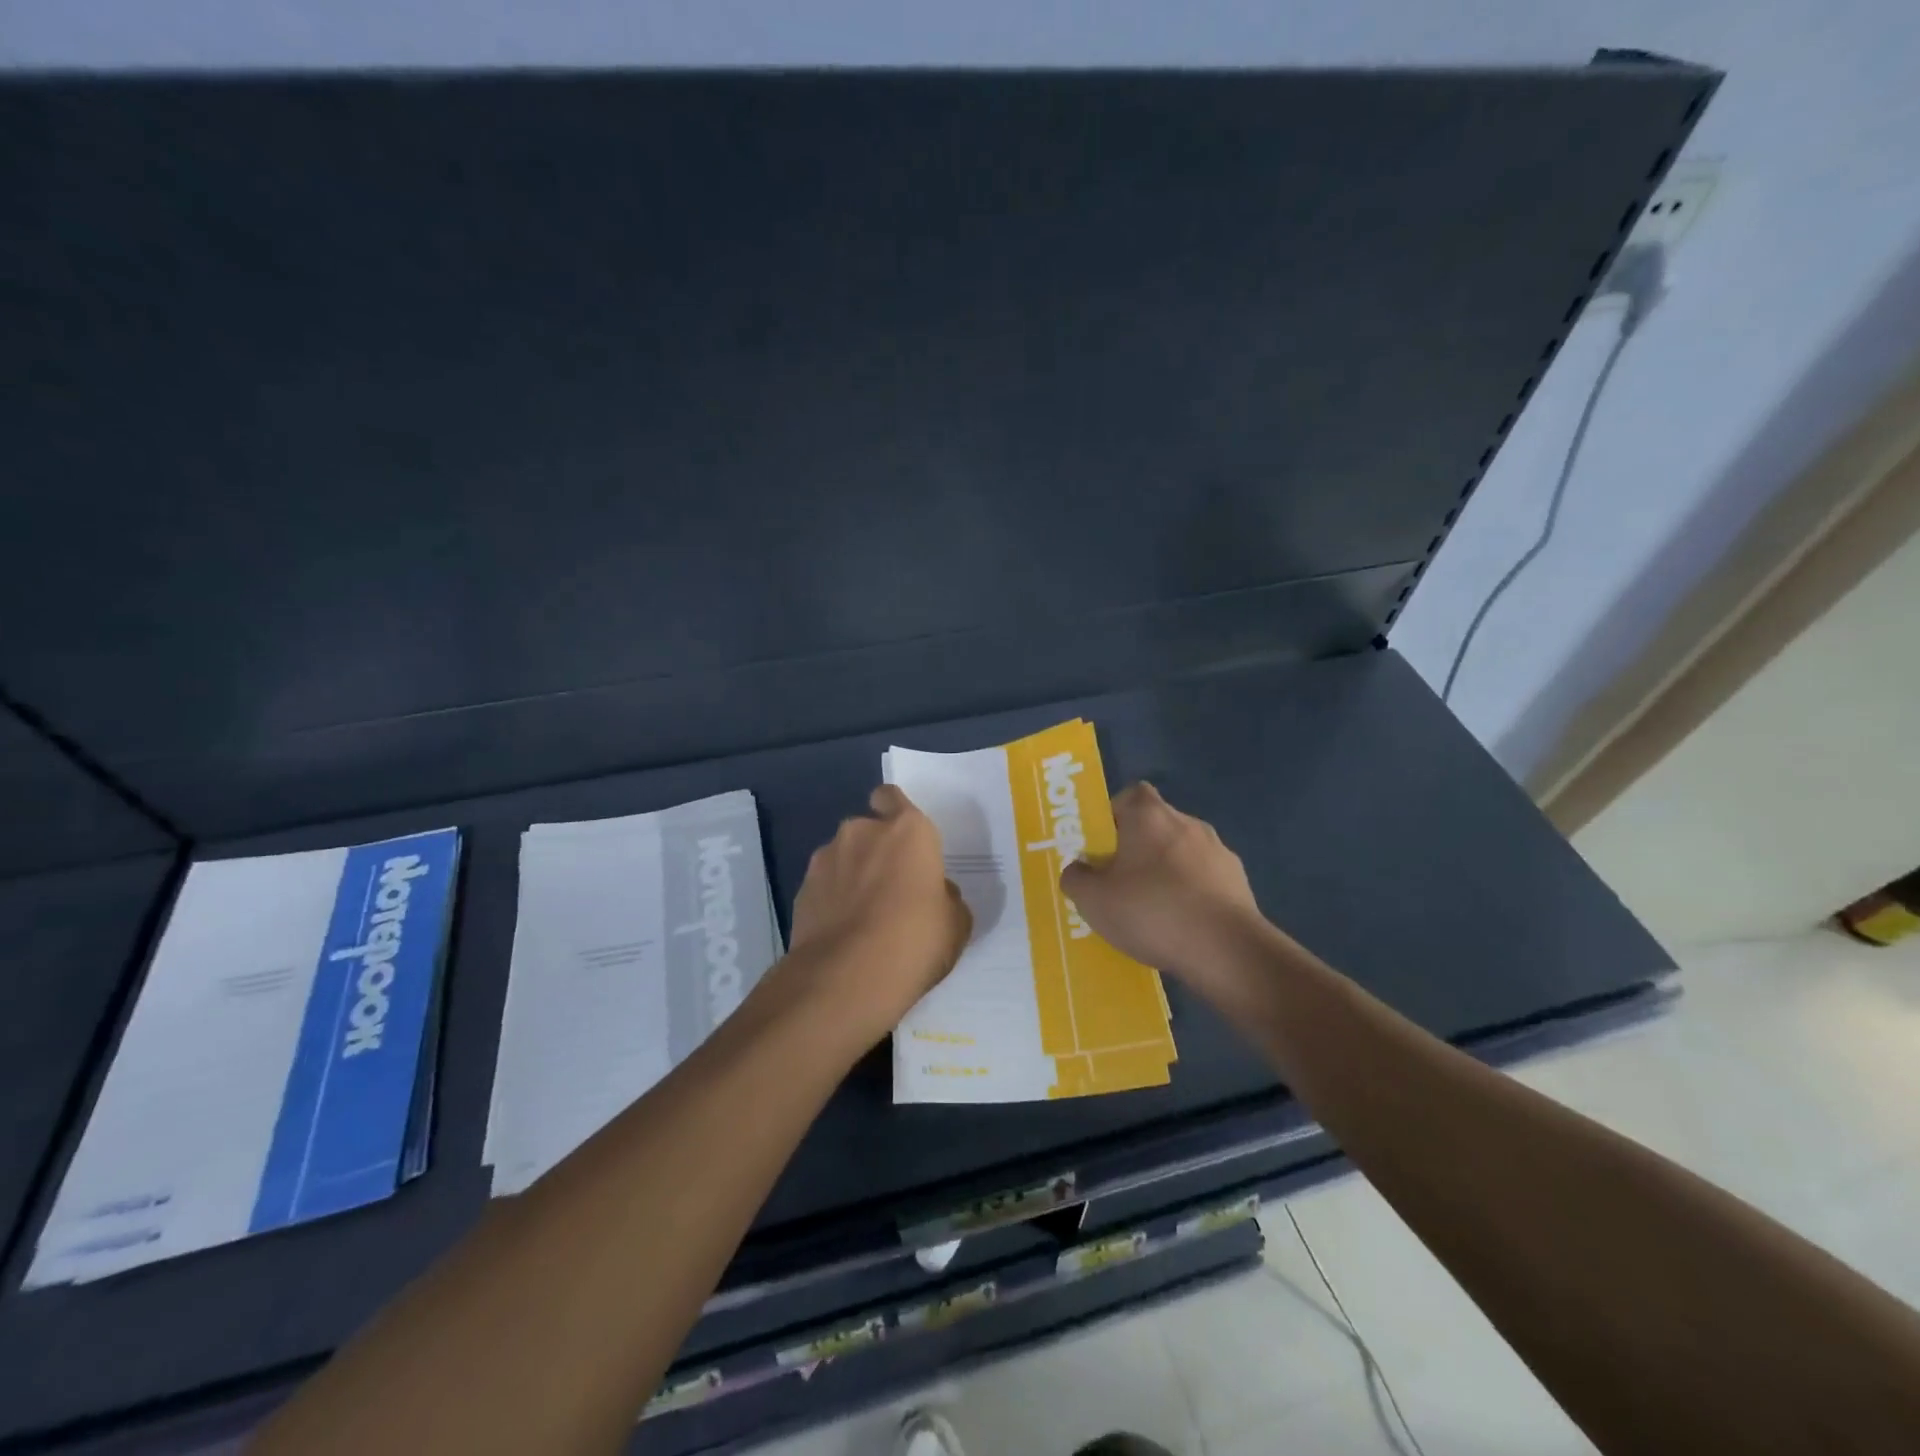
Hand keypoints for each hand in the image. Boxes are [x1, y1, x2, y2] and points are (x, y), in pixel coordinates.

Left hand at [786, 785, 972, 1045]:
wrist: (848, 976)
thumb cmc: (916, 939)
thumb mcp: (956, 922)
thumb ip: (945, 897)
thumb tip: (934, 893)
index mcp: (907, 830)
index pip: (892, 797)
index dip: (895, 813)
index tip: (904, 841)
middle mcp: (862, 832)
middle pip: (867, 830)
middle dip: (875, 851)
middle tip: (890, 890)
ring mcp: (825, 859)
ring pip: (842, 857)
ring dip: (851, 876)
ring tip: (863, 918)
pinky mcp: (802, 890)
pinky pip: (823, 886)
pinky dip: (831, 901)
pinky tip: (842, 934)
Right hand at [1061, 782, 1265, 988]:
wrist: (1226, 949)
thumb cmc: (1151, 911)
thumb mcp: (1093, 900)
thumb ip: (1075, 878)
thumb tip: (1078, 870)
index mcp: (1149, 815)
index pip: (1129, 796)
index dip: (1112, 816)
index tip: (1101, 847)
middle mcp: (1186, 822)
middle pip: (1154, 825)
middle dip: (1136, 849)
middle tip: (1118, 883)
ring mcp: (1218, 850)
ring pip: (1180, 853)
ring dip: (1165, 873)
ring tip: (1151, 912)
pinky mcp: (1238, 881)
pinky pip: (1203, 880)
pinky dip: (1191, 895)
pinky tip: (1181, 926)